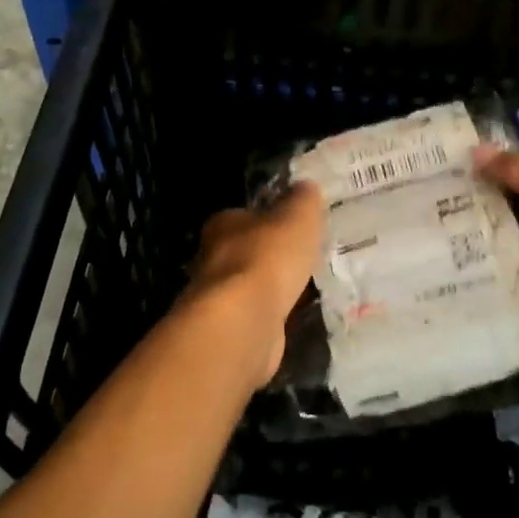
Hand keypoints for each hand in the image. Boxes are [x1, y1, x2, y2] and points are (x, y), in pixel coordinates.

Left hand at [185, 184, 325, 384]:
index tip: (289, 226)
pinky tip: (289, 317)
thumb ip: (302, 200)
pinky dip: (269, 315)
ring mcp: (217, 298)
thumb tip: (306, 186)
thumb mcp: (297, 217)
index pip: (244, 216)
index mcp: (224, 224)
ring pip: (247, 286)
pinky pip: (254, 316)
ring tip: (299, 288)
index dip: (267, 219)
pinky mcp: (227, 331)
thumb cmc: (267, 257)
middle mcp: (212, 258)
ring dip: (268, 288)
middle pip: (243, 251)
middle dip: (267, 255)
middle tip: (298, 257)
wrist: (243, 321)